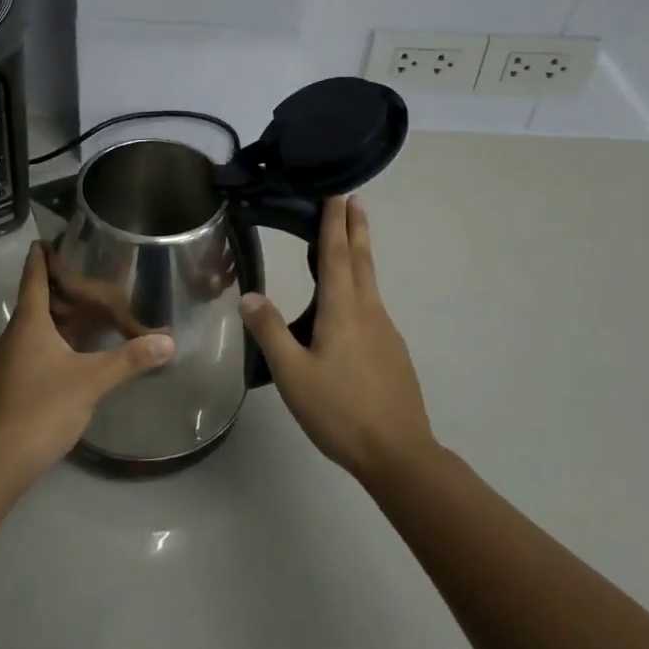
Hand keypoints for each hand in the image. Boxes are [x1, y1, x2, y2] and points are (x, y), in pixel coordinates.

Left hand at [0, 243, 174, 487]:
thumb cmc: (41, 408)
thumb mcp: (91, 381)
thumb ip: (129, 359)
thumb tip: (168, 341)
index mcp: (28, 323)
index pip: (33, 277)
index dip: (41, 256)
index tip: (48, 237)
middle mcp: (13, 336)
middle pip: (34, 301)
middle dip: (58, 287)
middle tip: (89, 274)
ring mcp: (7, 362)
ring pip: (34, 328)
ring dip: (57, 316)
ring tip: (88, 310)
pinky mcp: (9, 385)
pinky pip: (33, 349)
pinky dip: (53, 341)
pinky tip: (74, 353)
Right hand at [241, 195, 435, 482]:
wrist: (399, 453)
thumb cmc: (340, 411)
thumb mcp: (293, 374)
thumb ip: (270, 332)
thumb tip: (249, 295)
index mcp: (343, 310)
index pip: (337, 255)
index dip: (335, 223)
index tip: (338, 195)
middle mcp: (369, 312)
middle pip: (362, 260)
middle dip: (356, 228)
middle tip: (354, 200)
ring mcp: (386, 332)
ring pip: (370, 283)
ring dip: (360, 255)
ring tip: (349, 244)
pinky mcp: (393, 352)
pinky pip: (373, 306)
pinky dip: (362, 287)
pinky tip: (352, 308)